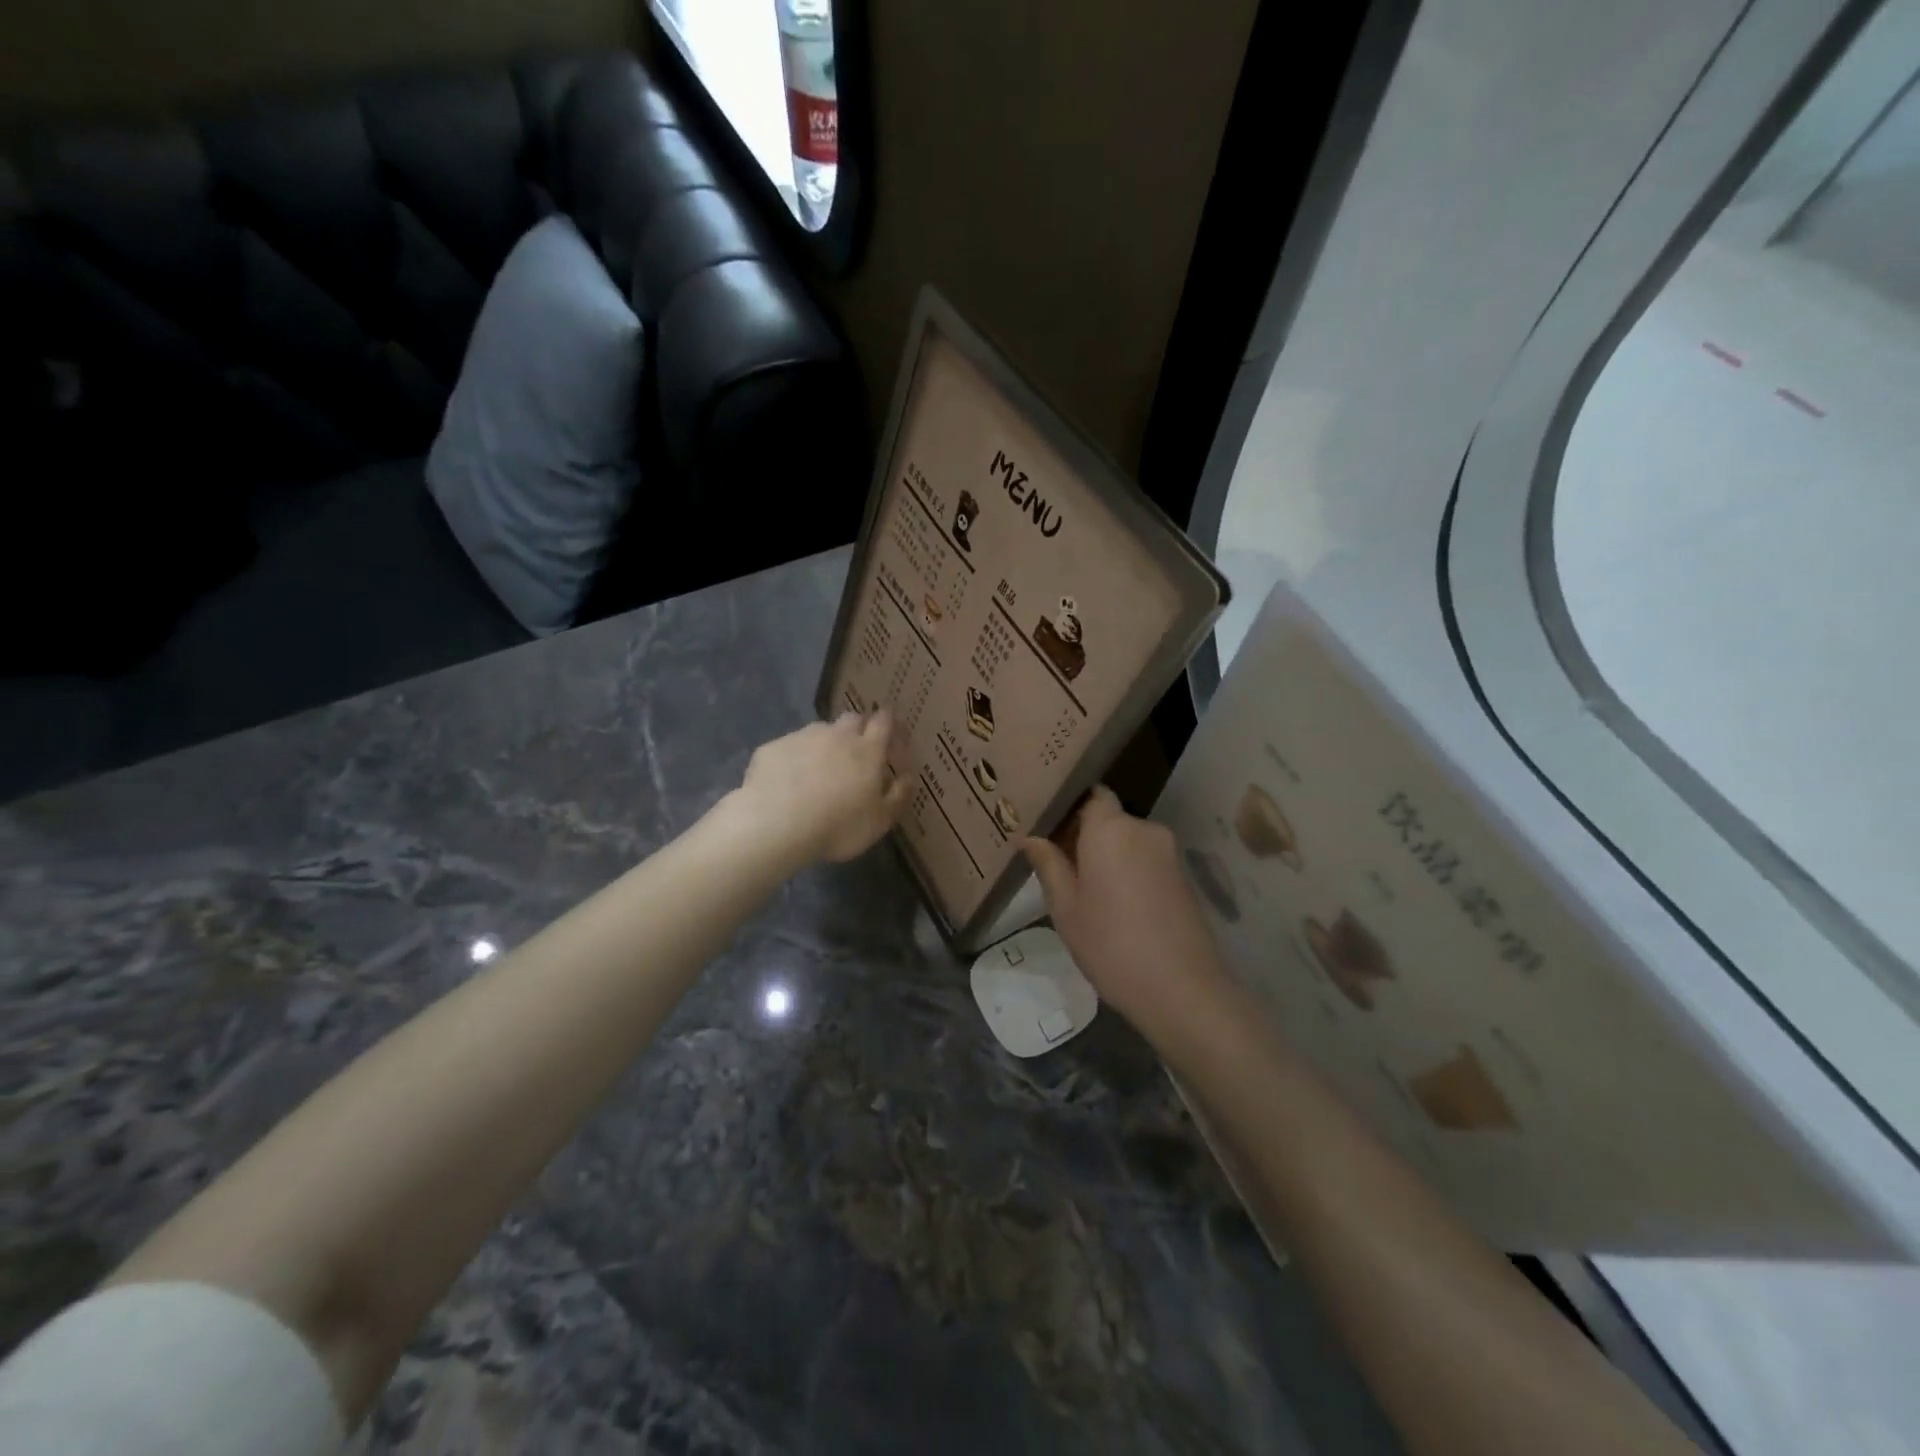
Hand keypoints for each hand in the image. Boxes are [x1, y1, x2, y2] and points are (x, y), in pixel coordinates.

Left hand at [733, 711, 907, 865]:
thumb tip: (908, 777)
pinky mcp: (773, 747)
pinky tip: (788, 780)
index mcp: (868, 750)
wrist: (776, 824)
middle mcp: (837, 735)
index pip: (884, 721)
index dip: (889, 722)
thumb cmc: (838, 826)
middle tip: (858, 751)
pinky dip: (794, 757)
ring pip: (820, 730)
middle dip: (859, 728)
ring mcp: (802, 737)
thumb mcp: (880, 821)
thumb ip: (898, 796)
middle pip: (853, 718)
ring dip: (826, 742)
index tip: (891, 732)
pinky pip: (790, 746)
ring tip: (820, 768)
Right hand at [1022, 787, 1233, 1048]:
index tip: (1047, 828)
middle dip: (1084, 835)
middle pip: (1108, 818)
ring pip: (1127, 841)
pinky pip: (1145, 859)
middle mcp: (1143, 829)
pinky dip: (1127, 870)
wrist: (1180, 989)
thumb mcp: (1066, 908)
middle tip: (1056, 864)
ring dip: (1106, 855)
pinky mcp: (1182, 876)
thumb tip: (1029, 837)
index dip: (1069, 807)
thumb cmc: (1110, 944)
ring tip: (1083, 889)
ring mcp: (1168, 852)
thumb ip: (1048, 865)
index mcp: (1109, 828)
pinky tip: (1114, 904)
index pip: (1090, 794)